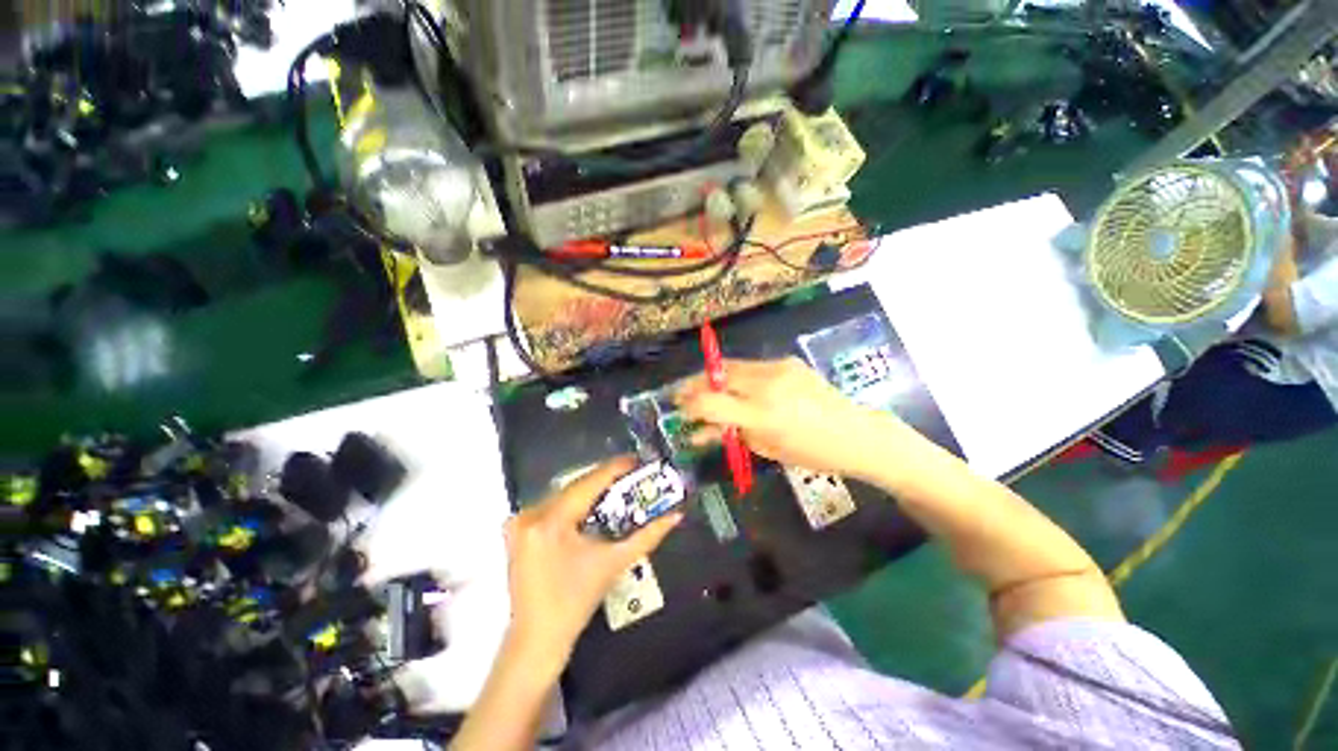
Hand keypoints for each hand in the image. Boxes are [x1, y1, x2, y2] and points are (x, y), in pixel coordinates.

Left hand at [503, 457, 682, 670]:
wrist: (537, 638)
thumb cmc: (576, 602)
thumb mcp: (615, 563)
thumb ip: (648, 535)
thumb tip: (676, 515)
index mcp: (551, 521)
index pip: (590, 482)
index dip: (616, 468)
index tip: (638, 460)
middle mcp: (530, 514)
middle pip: (577, 485)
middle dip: (606, 480)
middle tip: (633, 476)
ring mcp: (519, 521)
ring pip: (565, 493)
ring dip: (592, 491)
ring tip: (619, 488)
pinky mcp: (518, 530)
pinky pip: (553, 505)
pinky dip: (575, 503)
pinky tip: (594, 507)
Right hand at [675, 357, 909, 479]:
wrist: (855, 433)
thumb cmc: (810, 453)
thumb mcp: (764, 449)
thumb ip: (729, 435)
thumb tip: (698, 431)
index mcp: (760, 414)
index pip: (709, 402)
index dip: (688, 403)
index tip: (679, 407)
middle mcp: (765, 385)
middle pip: (716, 375)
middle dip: (695, 384)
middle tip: (684, 394)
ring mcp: (777, 368)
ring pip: (731, 366)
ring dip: (714, 377)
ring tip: (708, 389)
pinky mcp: (787, 361)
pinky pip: (752, 366)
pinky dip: (738, 375)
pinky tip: (740, 386)